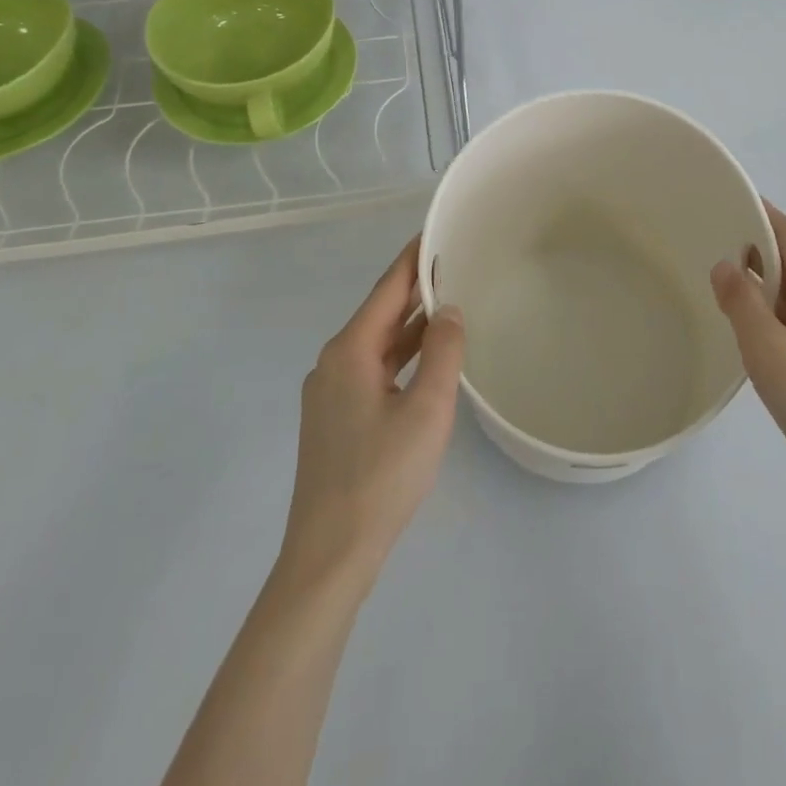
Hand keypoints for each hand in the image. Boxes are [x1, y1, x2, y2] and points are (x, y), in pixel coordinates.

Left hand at [280, 237, 465, 592]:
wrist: (329, 555)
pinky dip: (401, 356)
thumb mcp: (427, 410)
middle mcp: (333, 362)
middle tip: (455, 263)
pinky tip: (427, 359)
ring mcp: (330, 392)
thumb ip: (443, 352)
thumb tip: (450, 310)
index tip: (437, 230)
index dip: (413, 258)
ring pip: (377, 344)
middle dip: (416, 289)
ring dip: (411, 325)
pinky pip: (373, 369)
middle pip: (380, 313)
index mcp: (349, 351)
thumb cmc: (381, 476)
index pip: (387, 288)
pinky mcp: (335, 419)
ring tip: (450, 303)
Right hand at [710, 203, 785, 544]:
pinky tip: (740, 333)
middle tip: (705, 238)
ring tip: (713, 280)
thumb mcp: (771, 351)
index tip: (726, 197)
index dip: (760, 213)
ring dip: (757, 288)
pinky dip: (765, 320)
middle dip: (753, 249)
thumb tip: (724, 264)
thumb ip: (743, 303)